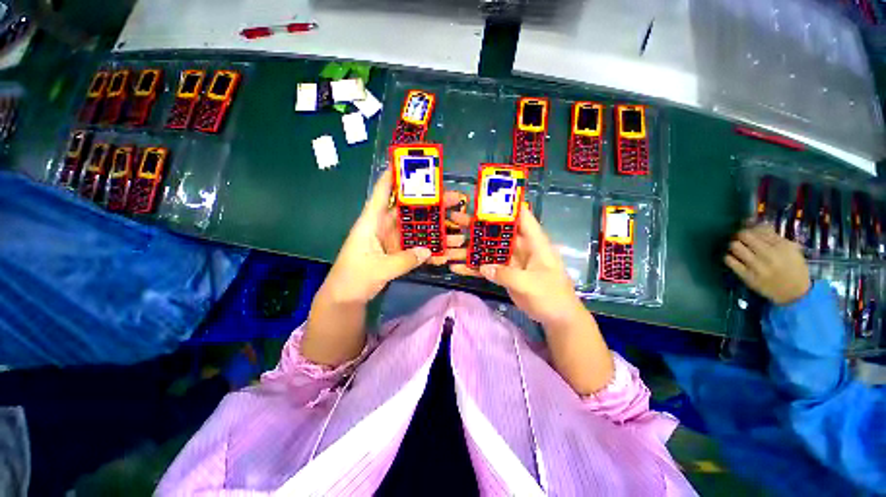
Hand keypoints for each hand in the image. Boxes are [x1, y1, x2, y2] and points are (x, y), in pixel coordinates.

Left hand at [319, 169, 465, 304]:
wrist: (346, 299)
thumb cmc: (354, 278)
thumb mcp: (379, 268)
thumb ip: (405, 260)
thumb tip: (428, 251)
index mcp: (372, 222)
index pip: (382, 192)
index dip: (393, 176)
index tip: (410, 163)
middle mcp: (383, 226)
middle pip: (408, 209)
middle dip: (429, 203)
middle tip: (451, 198)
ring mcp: (391, 240)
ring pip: (415, 228)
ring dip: (433, 227)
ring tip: (455, 225)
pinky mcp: (396, 252)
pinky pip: (415, 246)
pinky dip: (428, 248)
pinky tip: (443, 251)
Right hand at [449, 205, 586, 327]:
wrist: (557, 318)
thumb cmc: (552, 296)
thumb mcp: (530, 284)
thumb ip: (505, 274)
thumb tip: (482, 267)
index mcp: (534, 242)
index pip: (521, 216)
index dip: (505, 205)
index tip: (484, 199)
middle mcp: (520, 247)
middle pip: (497, 232)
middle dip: (477, 225)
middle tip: (455, 218)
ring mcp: (511, 261)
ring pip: (488, 250)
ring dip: (470, 248)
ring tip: (448, 245)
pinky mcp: (504, 274)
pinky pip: (487, 268)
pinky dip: (473, 268)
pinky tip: (456, 268)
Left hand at [725, 223, 810, 304]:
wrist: (795, 293)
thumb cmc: (794, 268)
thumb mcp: (791, 250)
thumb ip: (774, 237)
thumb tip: (756, 225)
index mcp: (781, 246)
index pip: (760, 230)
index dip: (750, 227)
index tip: (748, 228)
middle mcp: (769, 254)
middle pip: (744, 235)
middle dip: (740, 234)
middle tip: (740, 237)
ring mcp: (757, 266)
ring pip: (735, 247)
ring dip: (733, 244)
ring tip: (737, 247)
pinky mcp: (748, 276)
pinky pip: (730, 262)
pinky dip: (728, 257)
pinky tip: (732, 257)